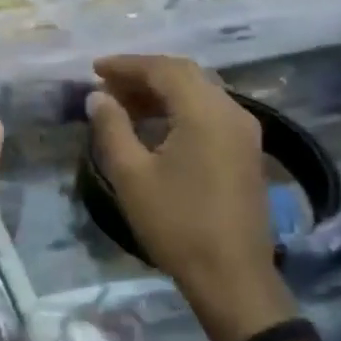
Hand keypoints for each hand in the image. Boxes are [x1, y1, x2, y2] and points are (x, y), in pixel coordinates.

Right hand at [86, 55, 291, 340]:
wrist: (231, 276)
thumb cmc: (176, 224)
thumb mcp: (131, 175)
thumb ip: (111, 128)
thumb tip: (98, 97)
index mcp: (206, 113)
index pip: (164, 69)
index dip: (127, 65)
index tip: (94, 70)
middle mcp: (232, 112)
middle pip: (186, 75)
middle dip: (143, 75)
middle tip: (106, 86)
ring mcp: (244, 132)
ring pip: (199, 92)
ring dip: (161, 92)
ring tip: (123, 104)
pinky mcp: (246, 151)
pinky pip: (209, 112)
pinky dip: (178, 109)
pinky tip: (153, 126)